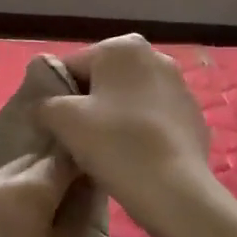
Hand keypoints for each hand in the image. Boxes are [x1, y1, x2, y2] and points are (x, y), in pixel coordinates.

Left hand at [0, 152, 92, 236]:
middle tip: (56, 209)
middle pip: (24, 166)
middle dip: (42, 180)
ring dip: (10, 195)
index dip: (77, 168)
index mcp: (22, 190)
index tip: (86, 181)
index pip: (60, 160)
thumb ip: (80, 206)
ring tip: (20, 230)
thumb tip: (88, 176)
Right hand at [37, 35, 215, 236]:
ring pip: (129, 100)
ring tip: (105, 152)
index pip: (72, 66)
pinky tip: (133, 158)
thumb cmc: (115, 144)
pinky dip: (139, 132)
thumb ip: (44, 102)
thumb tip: (43, 105)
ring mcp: (180, 87)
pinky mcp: (193, 117)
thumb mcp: (63, 120)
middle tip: (77, 140)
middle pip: (103, 81)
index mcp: (122, 47)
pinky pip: (153, 120)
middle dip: (88, 105)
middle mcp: (156, 56)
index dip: (56, 96)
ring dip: (114, 118)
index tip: (54, 125)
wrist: (175, 190)